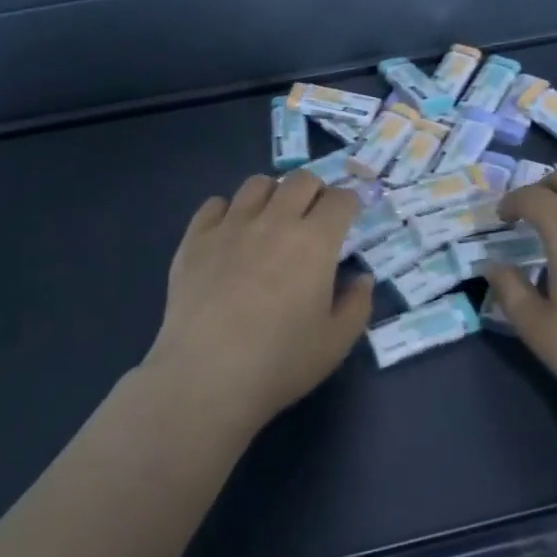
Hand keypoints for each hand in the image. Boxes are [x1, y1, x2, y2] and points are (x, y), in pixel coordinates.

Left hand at [142, 170, 375, 432]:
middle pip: (301, 180)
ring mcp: (230, 226)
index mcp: (314, 242)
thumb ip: (357, 305)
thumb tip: (361, 278)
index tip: (349, 219)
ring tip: (271, 222)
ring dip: (273, 195)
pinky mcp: (195, 238)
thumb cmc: (280, 363)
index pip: (341, 199)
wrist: (207, 376)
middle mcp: (274, 221)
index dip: (350, 204)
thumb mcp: (336, 343)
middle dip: (315, 192)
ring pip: (257, 184)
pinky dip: (229, 211)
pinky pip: (215, 204)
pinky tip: (230, 236)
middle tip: (313, 219)